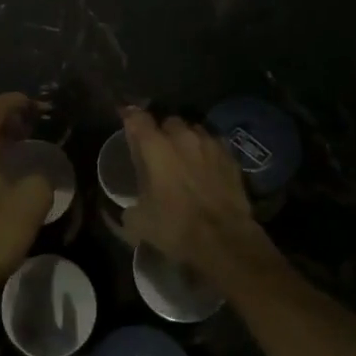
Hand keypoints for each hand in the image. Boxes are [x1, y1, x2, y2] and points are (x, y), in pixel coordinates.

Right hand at [121, 108, 269, 282]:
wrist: (225, 240)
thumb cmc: (176, 226)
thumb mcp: (139, 223)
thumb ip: (128, 207)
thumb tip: (126, 209)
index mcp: (154, 145)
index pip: (136, 116)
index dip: (129, 115)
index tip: (125, 118)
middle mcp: (181, 135)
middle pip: (167, 121)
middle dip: (162, 133)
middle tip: (159, 152)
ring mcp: (208, 142)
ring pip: (192, 130)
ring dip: (186, 140)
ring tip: (185, 158)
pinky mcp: (229, 155)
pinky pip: (213, 143)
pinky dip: (206, 151)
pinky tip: (207, 166)